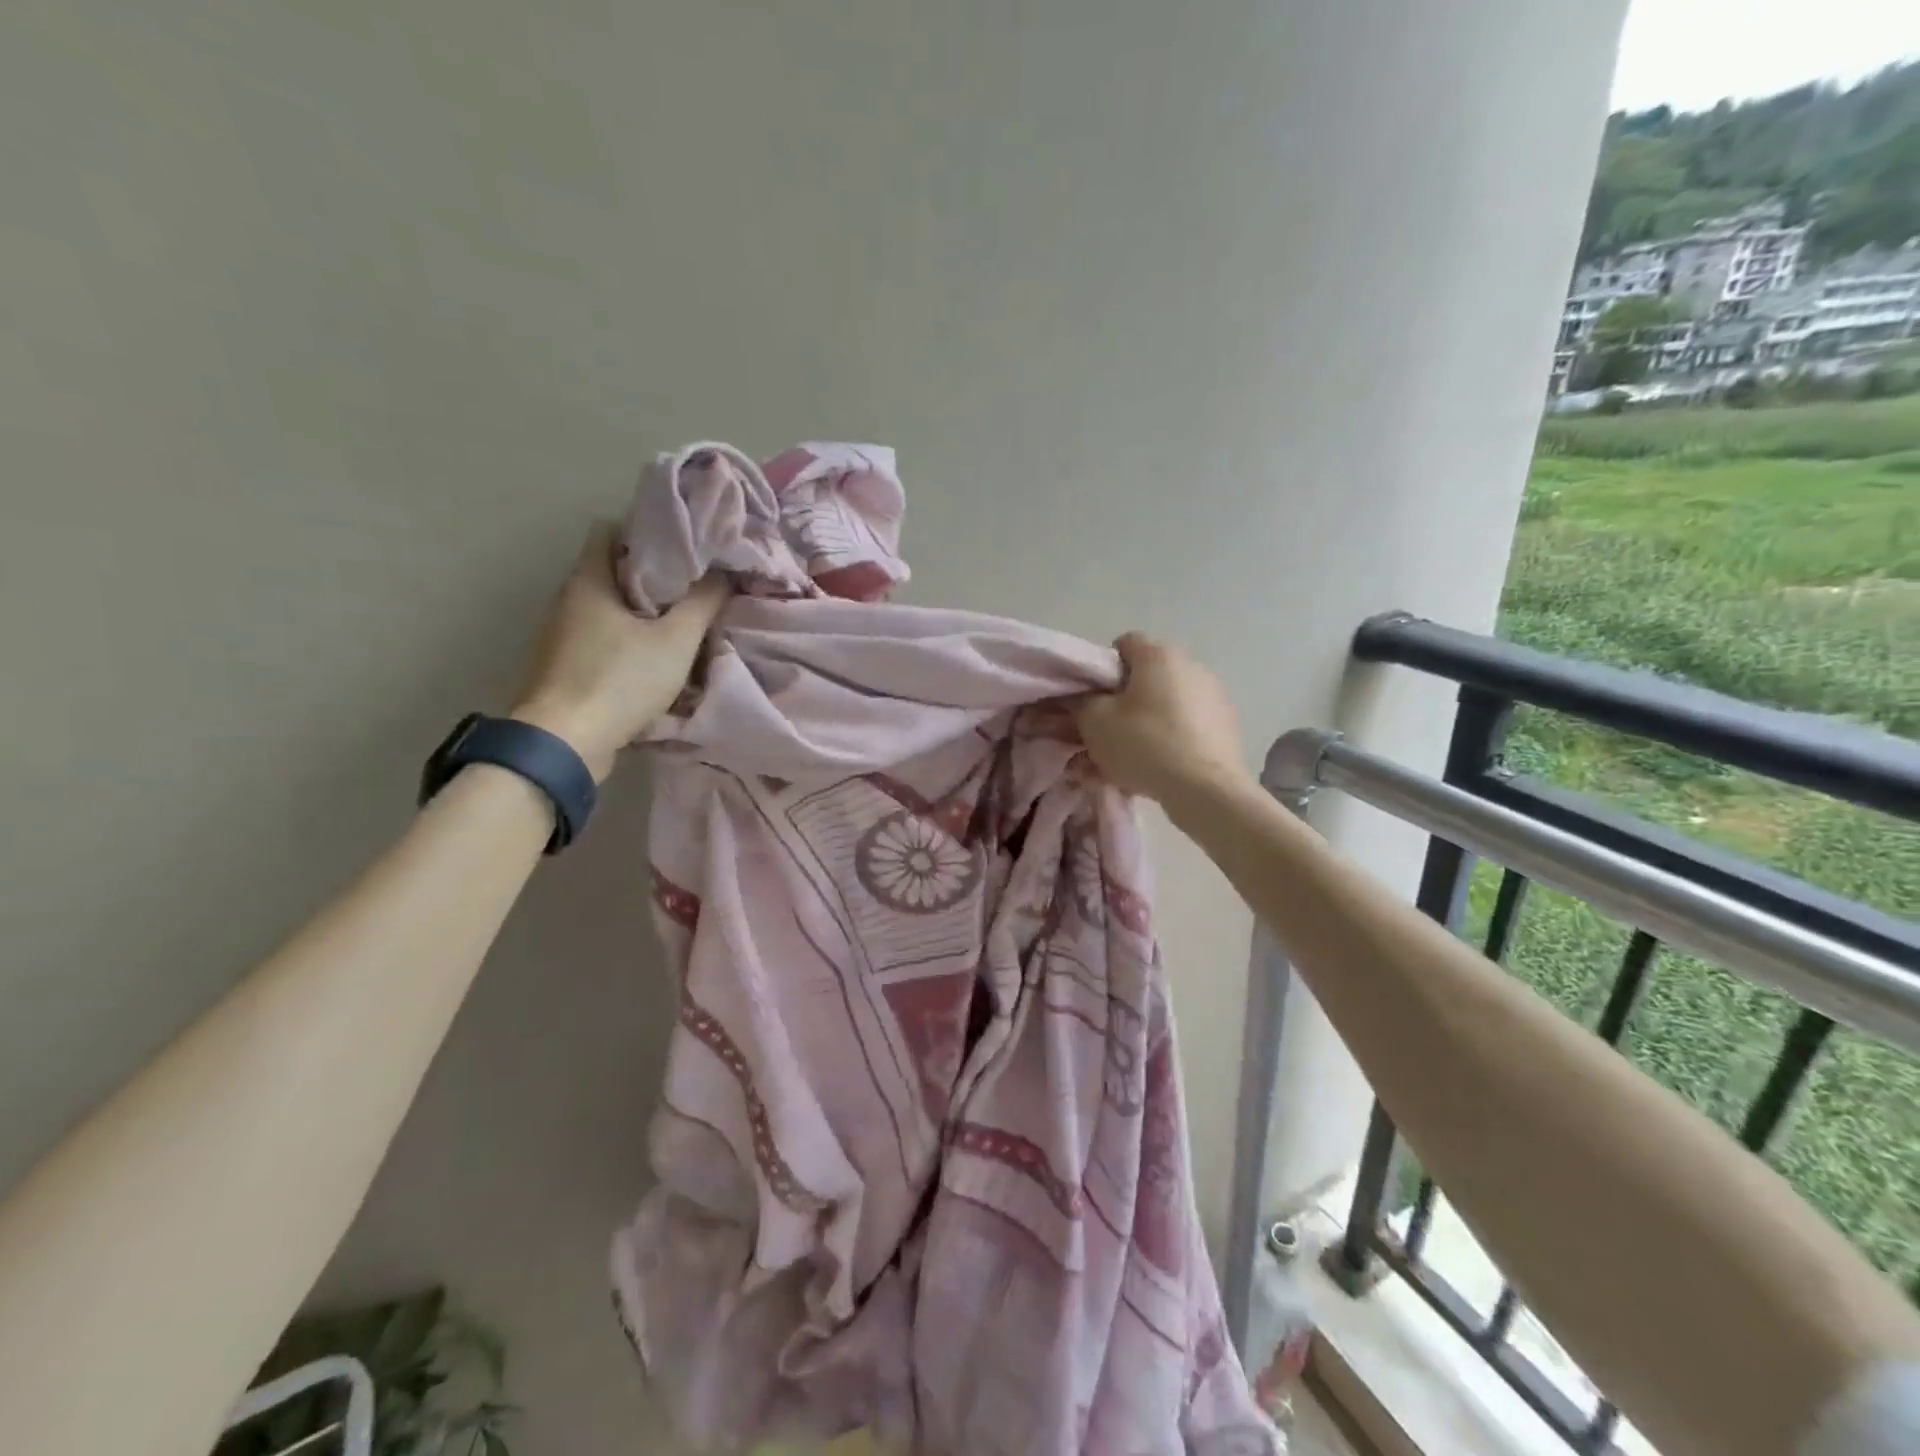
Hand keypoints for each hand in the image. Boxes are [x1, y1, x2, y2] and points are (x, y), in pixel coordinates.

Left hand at [512, 523, 727, 781]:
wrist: (565, 742)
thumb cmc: (620, 680)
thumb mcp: (675, 641)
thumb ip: (702, 604)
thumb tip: (724, 573)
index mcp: (589, 580)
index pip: (609, 530)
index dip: (646, 531)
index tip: (683, 546)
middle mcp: (568, 599)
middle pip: (611, 569)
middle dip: (652, 574)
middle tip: (693, 584)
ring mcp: (562, 634)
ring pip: (608, 605)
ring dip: (642, 610)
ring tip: (681, 620)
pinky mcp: (566, 664)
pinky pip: (602, 635)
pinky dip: (628, 637)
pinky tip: (655, 655)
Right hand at [1074, 633, 1249, 804]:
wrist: (1207, 790)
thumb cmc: (1145, 744)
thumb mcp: (1095, 722)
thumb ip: (1079, 703)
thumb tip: (1080, 698)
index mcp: (1159, 655)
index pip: (1123, 644)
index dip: (1100, 670)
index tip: (1091, 700)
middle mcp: (1191, 666)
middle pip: (1144, 680)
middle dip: (1119, 706)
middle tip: (1101, 737)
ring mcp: (1213, 697)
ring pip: (1162, 709)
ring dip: (1140, 729)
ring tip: (1121, 764)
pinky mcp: (1225, 728)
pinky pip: (1183, 730)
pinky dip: (1164, 744)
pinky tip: (1149, 774)